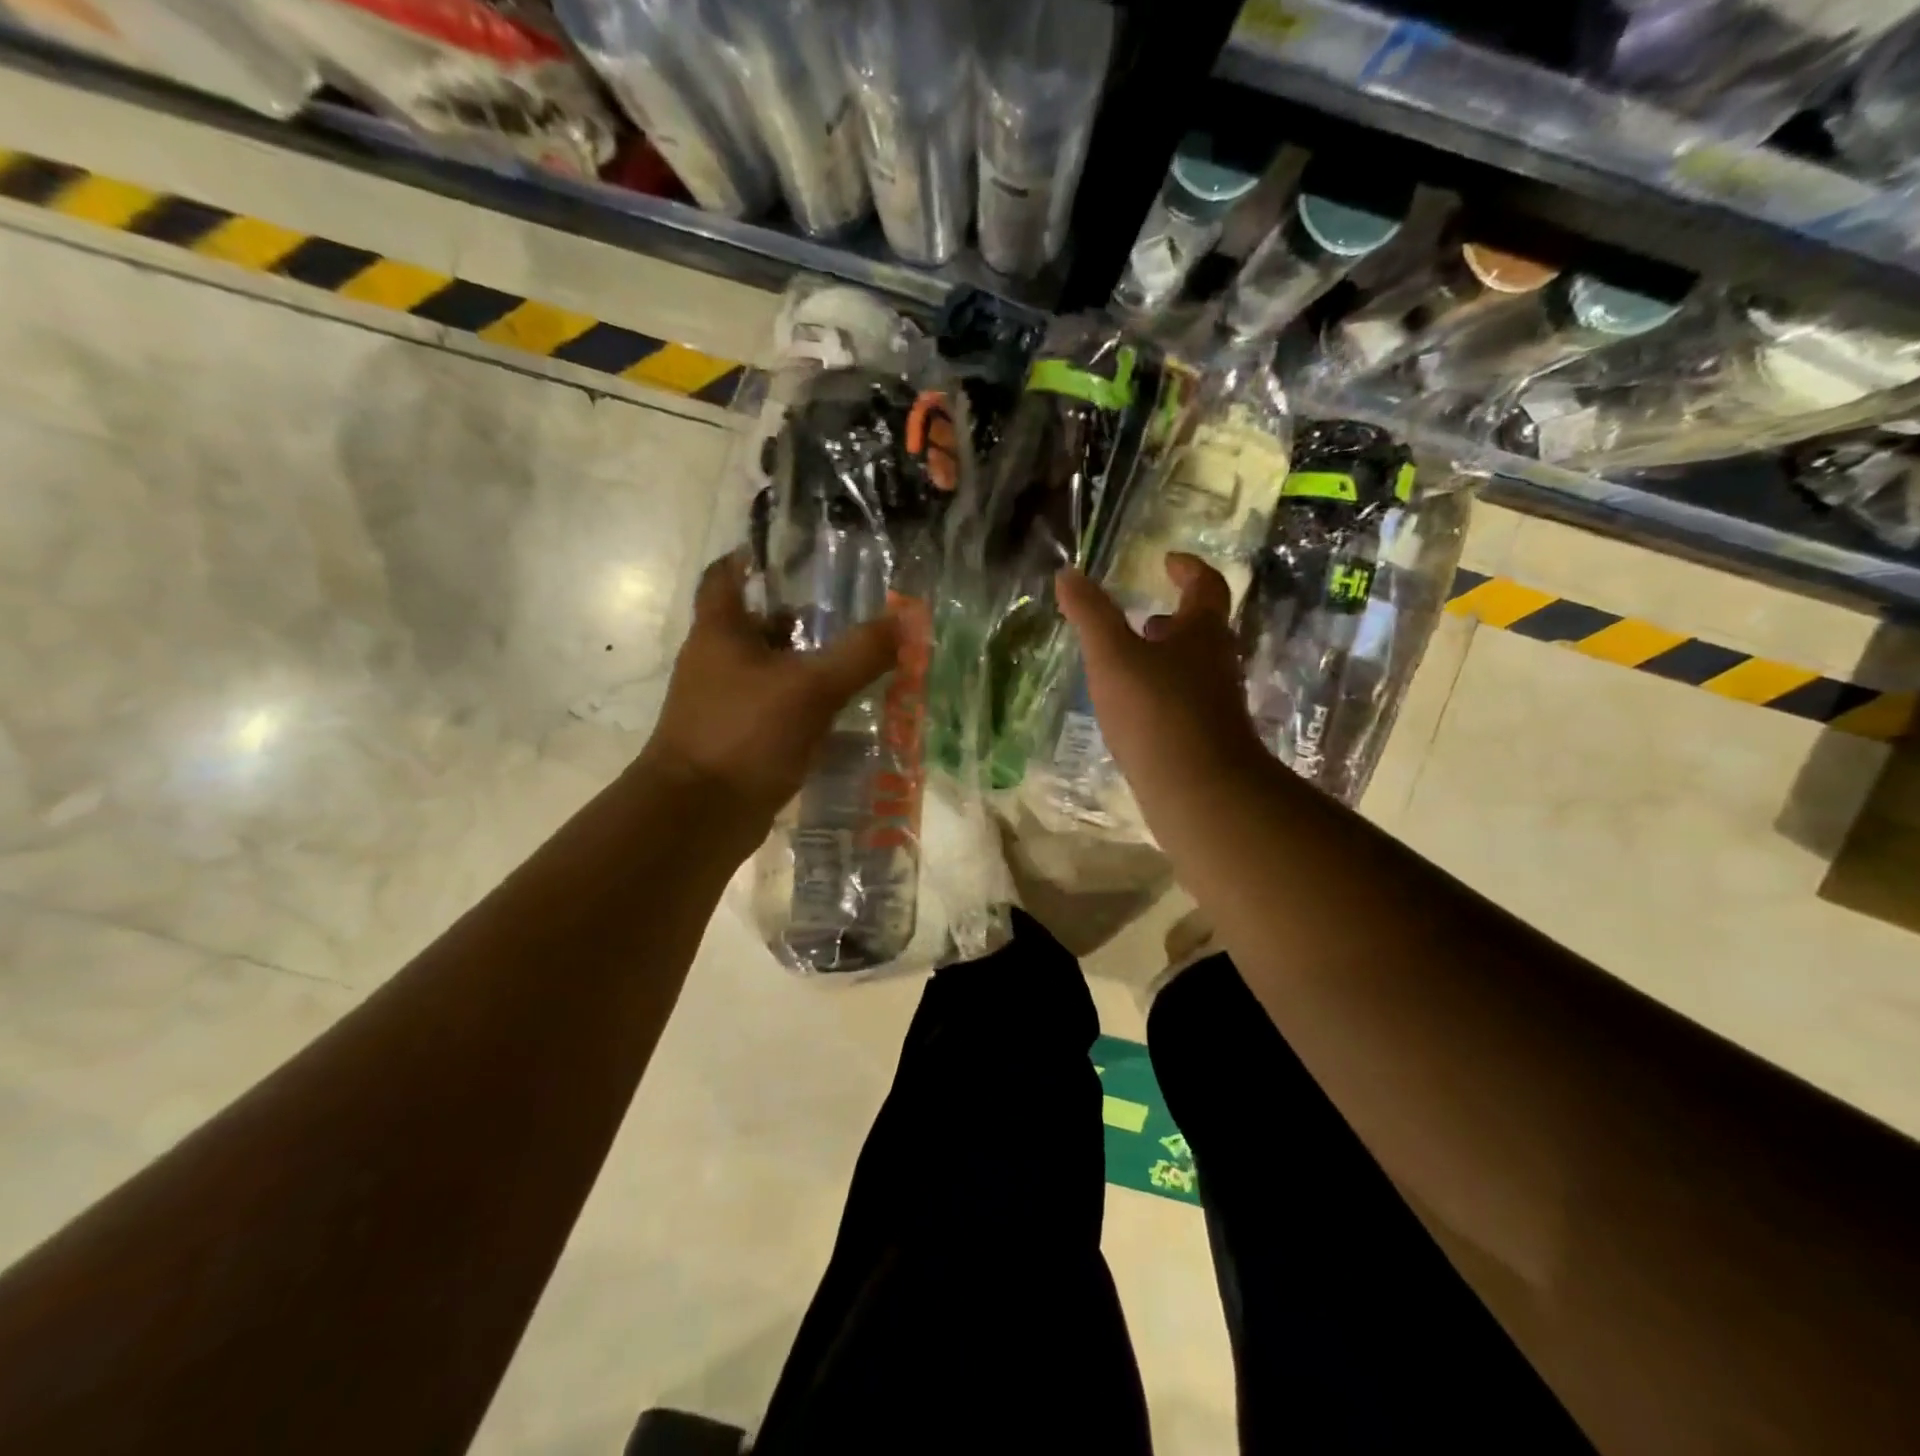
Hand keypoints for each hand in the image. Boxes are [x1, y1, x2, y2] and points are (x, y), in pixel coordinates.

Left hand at [640, 552, 899, 831]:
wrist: (698, 816)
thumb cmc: (745, 735)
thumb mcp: (811, 688)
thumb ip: (859, 654)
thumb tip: (905, 621)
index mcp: (719, 631)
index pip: (726, 575)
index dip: (755, 557)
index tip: (796, 553)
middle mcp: (716, 661)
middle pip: (757, 624)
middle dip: (801, 617)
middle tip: (850, 613)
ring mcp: (724, 703)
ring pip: (771, 670)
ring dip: (807, 664)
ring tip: (858, 660)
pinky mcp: (737, 739)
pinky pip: (776, 710)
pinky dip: (805, 706)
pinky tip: (842, 713)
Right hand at [1055, 553, 1270, 829]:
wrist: (1200, 791)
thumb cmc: (1157, 711)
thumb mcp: (1113, 656)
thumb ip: (1090, 614)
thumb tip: (1068, 573)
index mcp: (1202, 632)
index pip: (1206, 586)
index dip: (1189, 568)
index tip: (1169, 561)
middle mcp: (1217, 662)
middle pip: (1202, 629)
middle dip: (1173, 618)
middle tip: (1145, 615)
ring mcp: (1215, 703)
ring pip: (1192, 667)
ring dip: (1165, 657)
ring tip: (1130, 661)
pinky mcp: (1205, 737)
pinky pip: (1183, 701)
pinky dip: (1160, 692)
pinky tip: (1133, 709)